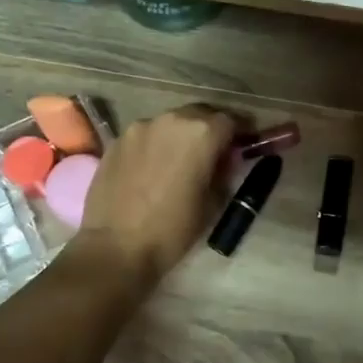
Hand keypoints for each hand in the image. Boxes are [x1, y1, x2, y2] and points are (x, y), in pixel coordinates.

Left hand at [72, 105, 235, 289]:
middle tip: (216, 152)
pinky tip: (154, 169)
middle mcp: (170, 120)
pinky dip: (156, 145)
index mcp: (200, 133)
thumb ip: (224, 172)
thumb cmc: (173, 229)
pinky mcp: (116, 141)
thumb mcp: (213, 202)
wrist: (116, 248)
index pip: (231, 120)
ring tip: (182, 161)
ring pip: (170, 123)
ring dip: (182, 135)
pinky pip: (146, 136)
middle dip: (211, 129)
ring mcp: (139, 128)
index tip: (246, 144)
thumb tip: (226, 159)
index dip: (241, 132)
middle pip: (200, 114)